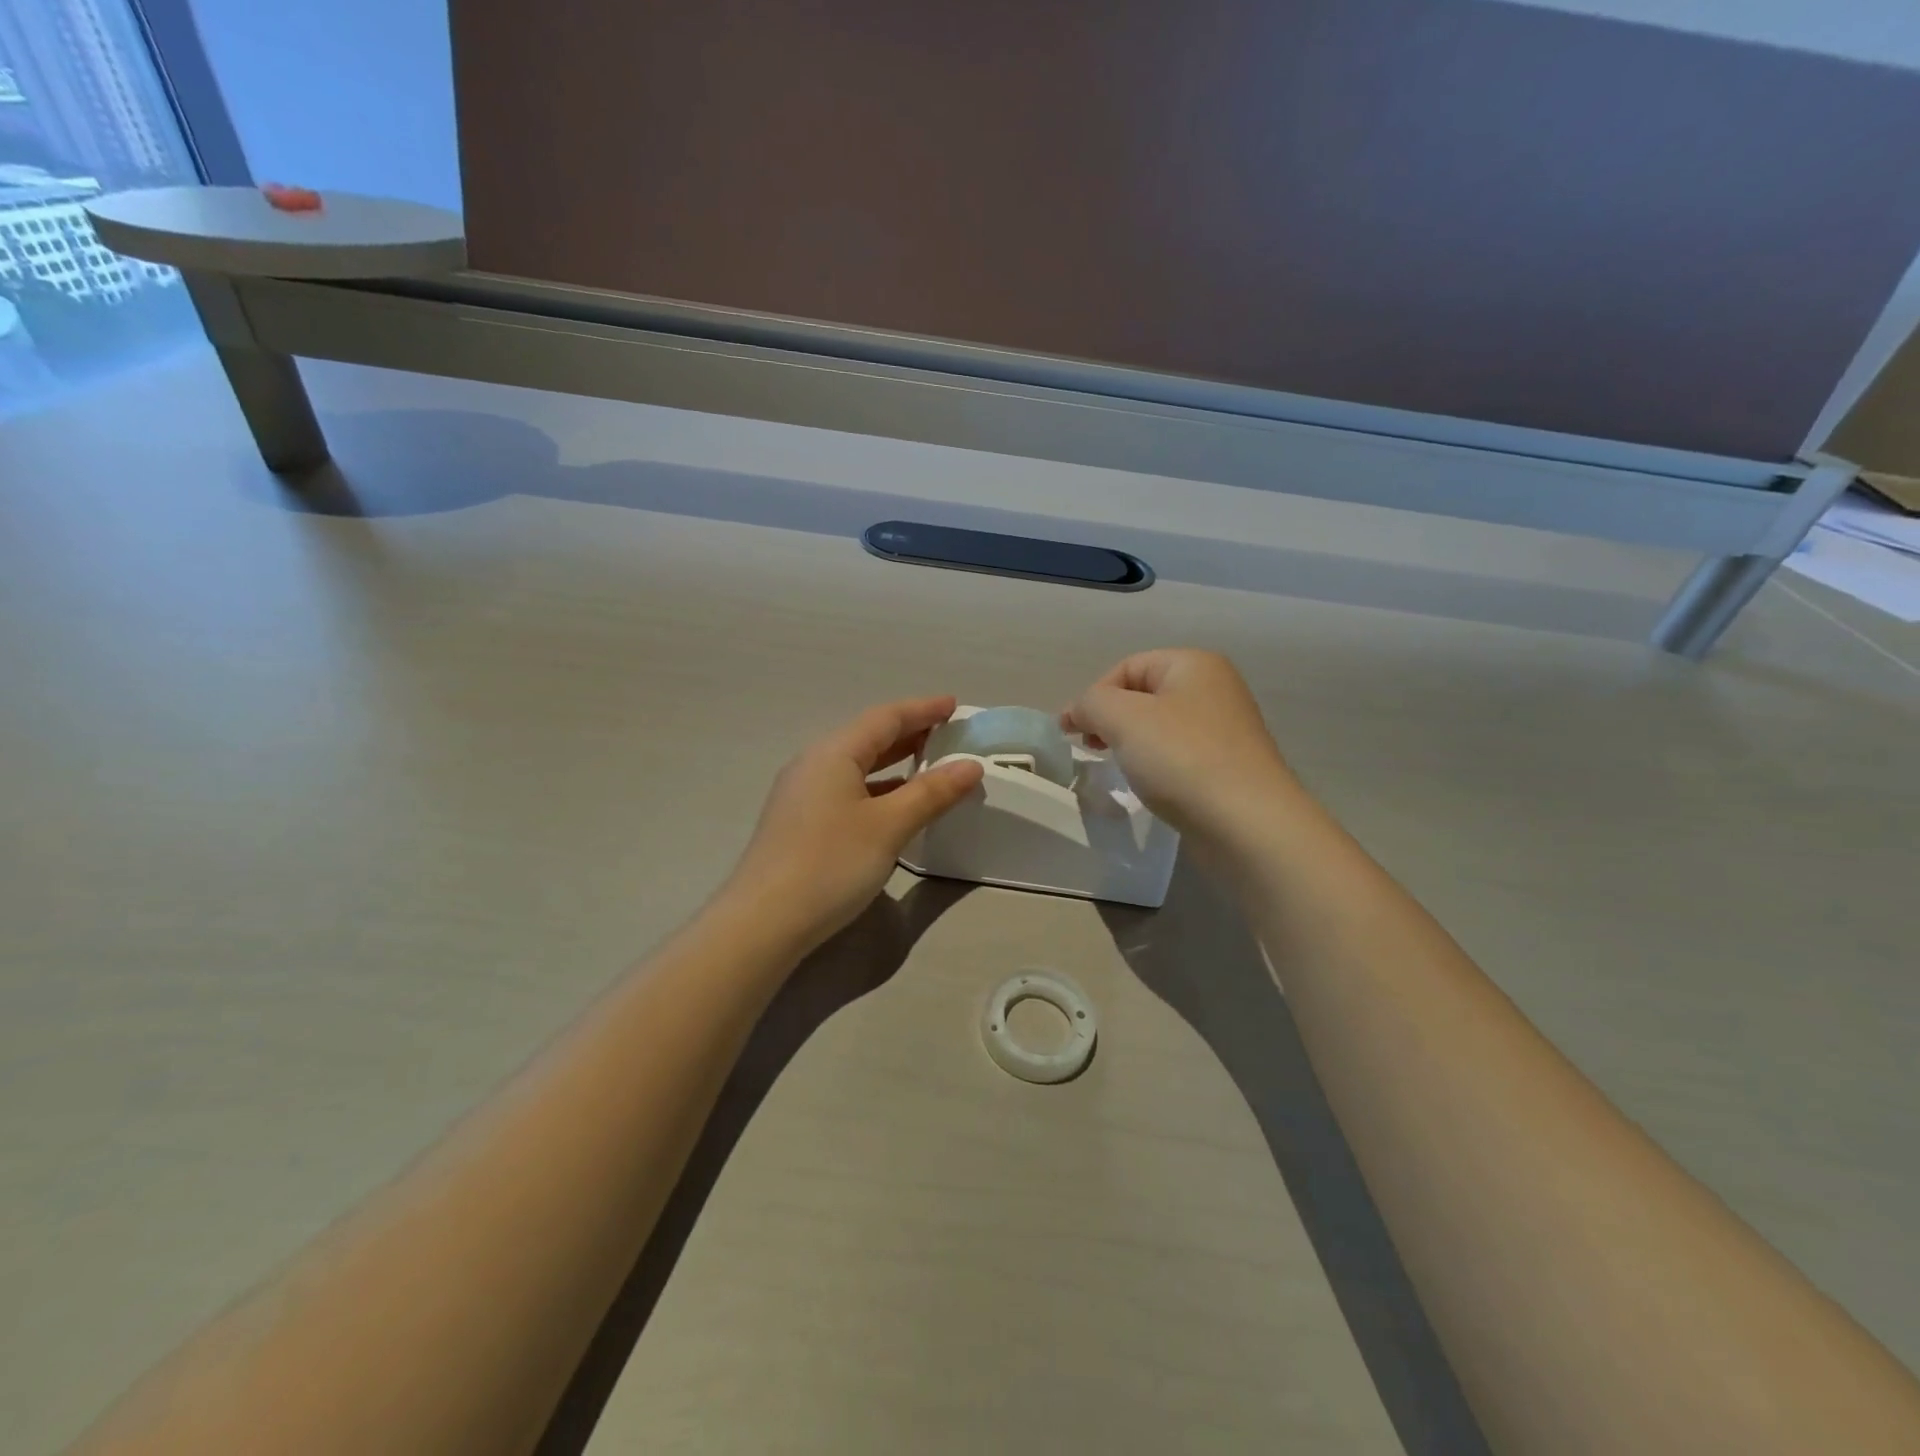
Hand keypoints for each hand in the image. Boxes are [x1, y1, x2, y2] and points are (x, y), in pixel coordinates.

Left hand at [726, 696, 984, 949]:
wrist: (763, 922)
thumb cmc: (830, 864)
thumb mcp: (889, 826)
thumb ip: (931, 793)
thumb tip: (971, 766)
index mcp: (833, 754)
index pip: (885, 718)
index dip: (922, 709)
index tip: (955, 705)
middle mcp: (814, 765)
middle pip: (868, 738)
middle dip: (910, 733)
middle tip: (948, 734)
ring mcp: (802, 795)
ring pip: (857, 766)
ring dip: (894, 763)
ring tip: (930, 766)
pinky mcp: (800, 823)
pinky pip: (847, 790)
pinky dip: (878, 789)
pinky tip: (895, 806)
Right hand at [1063, 650, 1300, 843]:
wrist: (1247, 823)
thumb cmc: (1182, 758)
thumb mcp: (1123, 718)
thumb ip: (1091, 703)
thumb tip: (1078, 712)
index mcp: (1194, 664)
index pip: (1127, 666)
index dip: (1093, 695)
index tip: (1070, 732)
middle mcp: (1214, 689)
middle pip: (1144, 695)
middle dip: (1110, 719)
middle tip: (1090, 748)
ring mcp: (1225, 729)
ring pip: (1160, 727)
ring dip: (1130, 743)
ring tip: (1117, 768)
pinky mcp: (1228, 767)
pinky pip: (1178, 755)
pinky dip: (1155, 764)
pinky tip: (1148, 785)